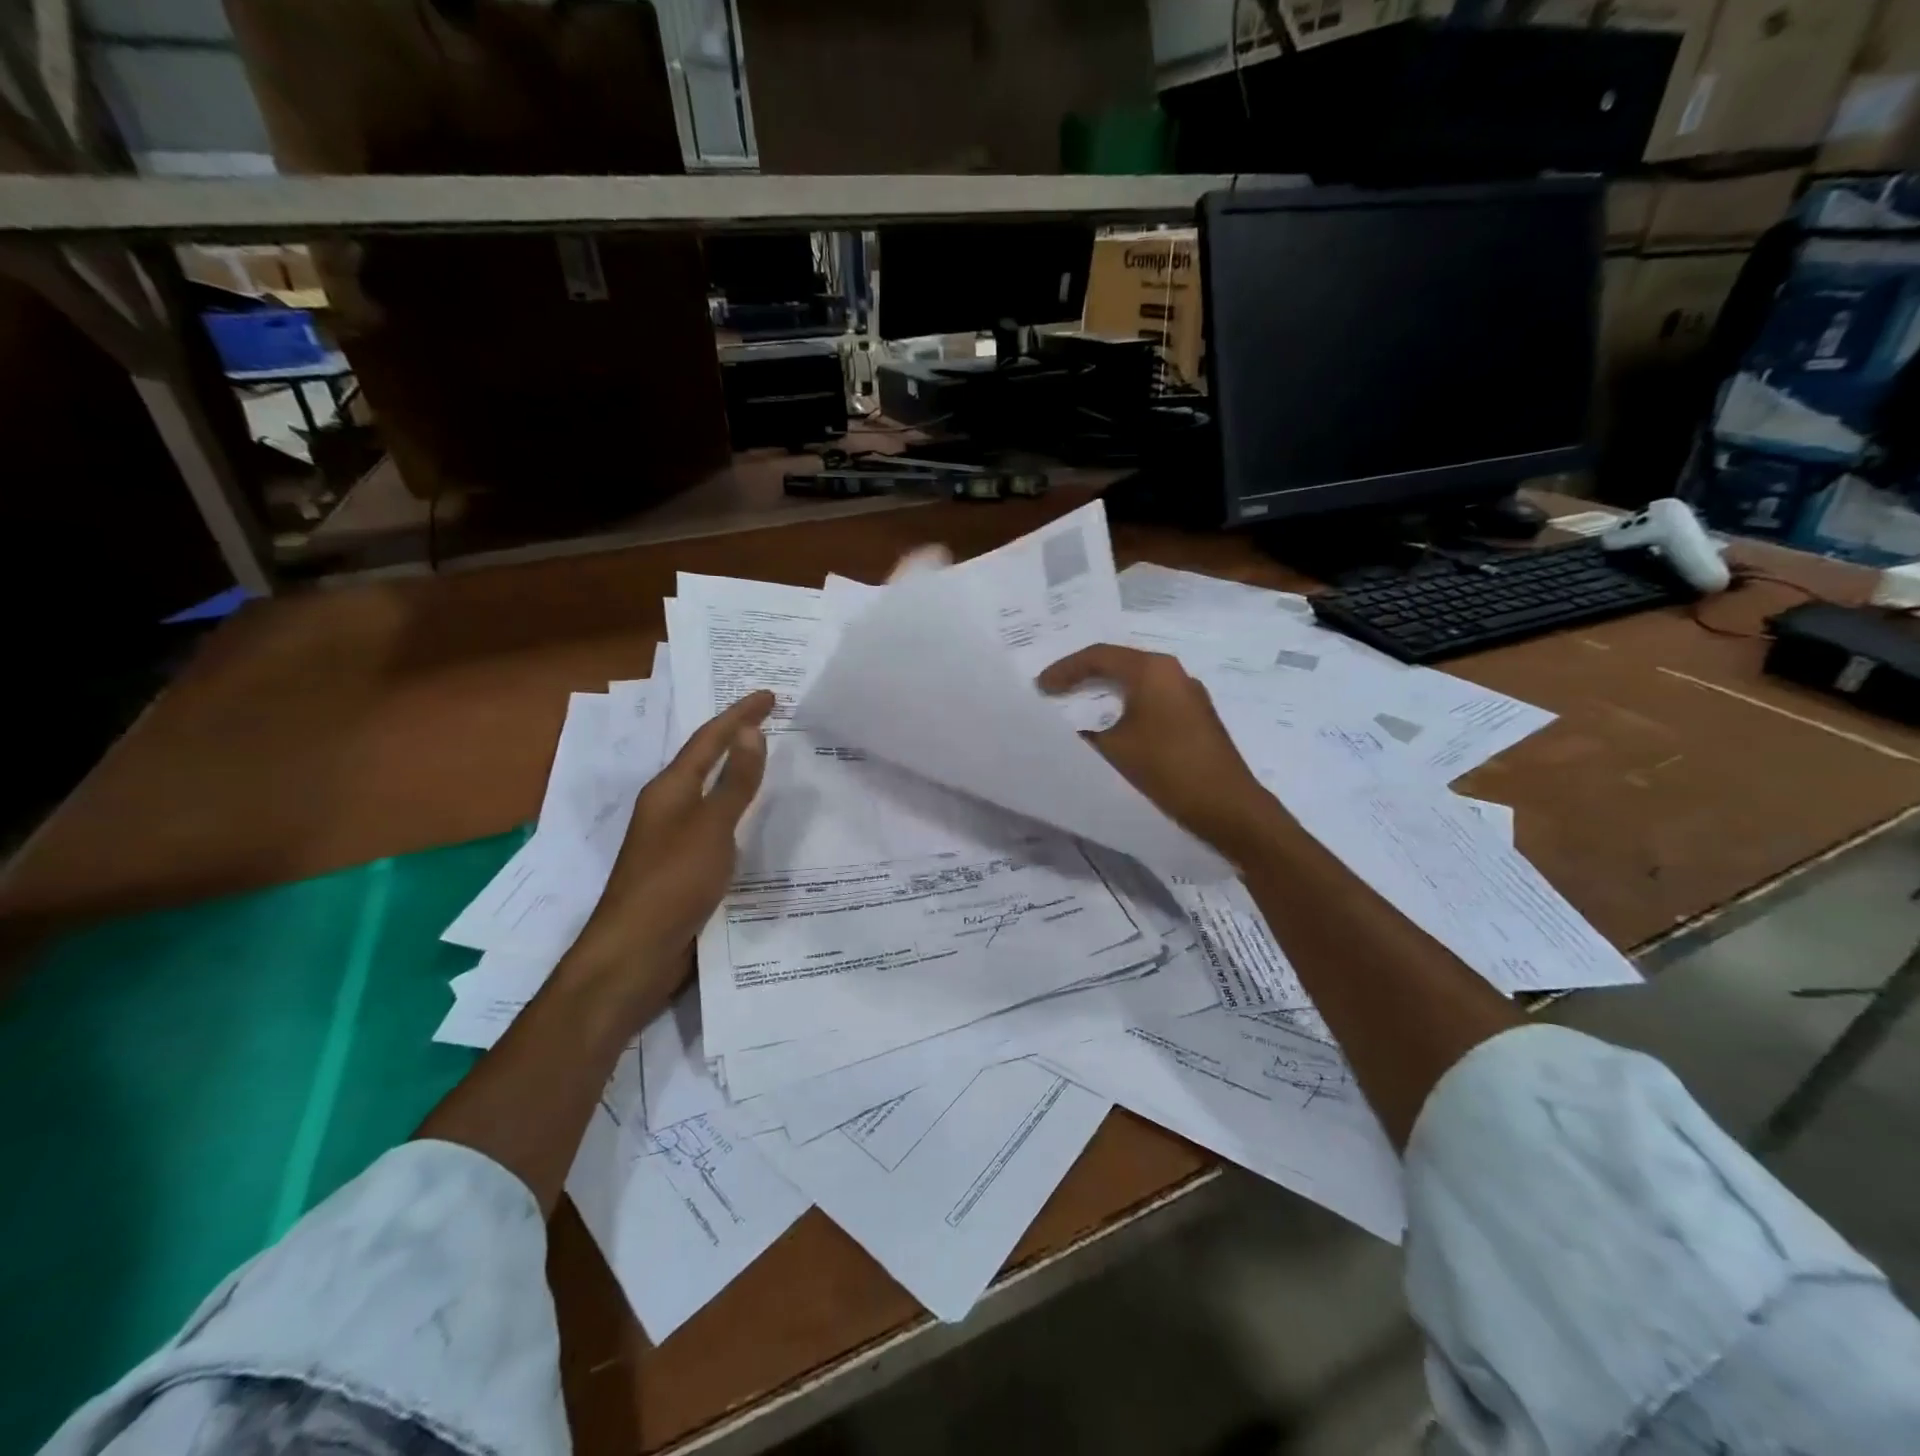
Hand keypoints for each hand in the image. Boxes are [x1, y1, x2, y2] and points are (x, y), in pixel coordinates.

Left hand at [562, 690, 774, 1015]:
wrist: (635, 954)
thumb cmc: (672, 883)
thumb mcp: (711, 828)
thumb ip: (734, 782)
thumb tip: (750, 731)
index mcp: (670, 790)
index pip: (709, 740)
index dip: (739, 715)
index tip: (770, 695)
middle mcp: (668, 808)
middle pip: (705, 761)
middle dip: (736, 738)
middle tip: (769, 720)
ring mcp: (673, 840)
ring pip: (711, 794)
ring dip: (737, 773)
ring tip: (768, 760)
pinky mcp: (683, 869)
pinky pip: (717, 826)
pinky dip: (738, 812)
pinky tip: (756, 822)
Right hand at [1038, 644, 1284, 861]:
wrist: (1229, 810)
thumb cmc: (1167, 771)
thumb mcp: (1112, 753)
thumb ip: (1083, 737)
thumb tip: (1070, 733)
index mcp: (1153, 671)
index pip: (1099, 656)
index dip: (1065, 669)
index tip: (1040, 687)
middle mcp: (1176, 674)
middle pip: (1121, 665)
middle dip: (1086, 676)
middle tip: (1056, 691)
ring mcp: (1192, 697)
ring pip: (1140, 685)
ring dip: (1109, 694)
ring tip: (1081, 708)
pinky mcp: (1199, 721)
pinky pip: (1155, 704)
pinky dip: (1129, 710)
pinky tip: (1117, 731)